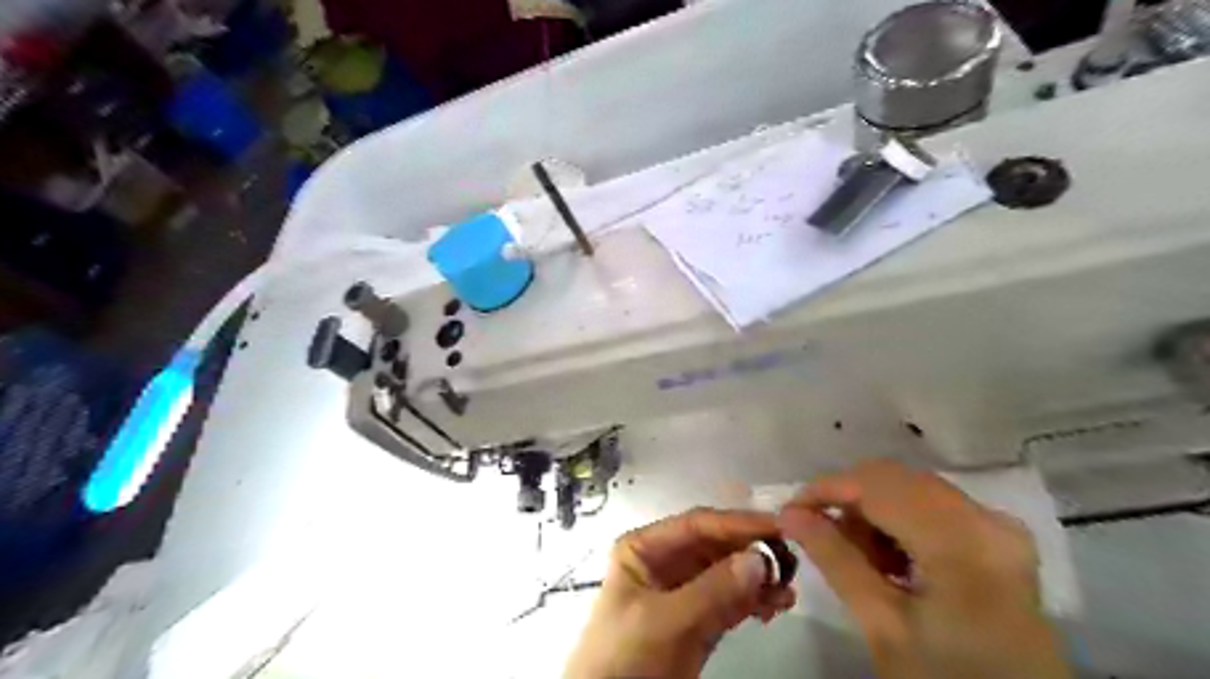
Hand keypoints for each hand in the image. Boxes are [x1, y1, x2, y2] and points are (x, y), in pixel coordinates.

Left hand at [565, 510, 796, 678]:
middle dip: (751, 552)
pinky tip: (775, 606)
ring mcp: (682, 591)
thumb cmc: (625, 656)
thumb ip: (713, 590)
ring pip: (727, 573)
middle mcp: (664, 561)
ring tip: (787, 591)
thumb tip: (761, 558)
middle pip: (715, 546)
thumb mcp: (664, 621)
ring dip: (757, 578)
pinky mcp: (696, 620)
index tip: (779, 527)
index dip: (737, 523)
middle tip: (790, 561)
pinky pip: (729, 601)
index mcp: (644, 548)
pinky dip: (753, 602)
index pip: (696, 525)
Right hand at [780, 462, 1072, 678]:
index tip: (790, 510)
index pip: (877, 486)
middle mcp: (985, 519)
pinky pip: (934, 504)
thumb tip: (789, 514)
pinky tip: (890, 557)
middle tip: (819, 534)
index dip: (827, 489)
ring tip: (857, 555)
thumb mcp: (882, 625)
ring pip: (912, 488)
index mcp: (961, 542)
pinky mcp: (1000, 536)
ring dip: (873, 510)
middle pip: (896, 479)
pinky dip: (900, 520)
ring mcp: (998, 525)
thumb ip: (835, 560)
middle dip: (849, 500)